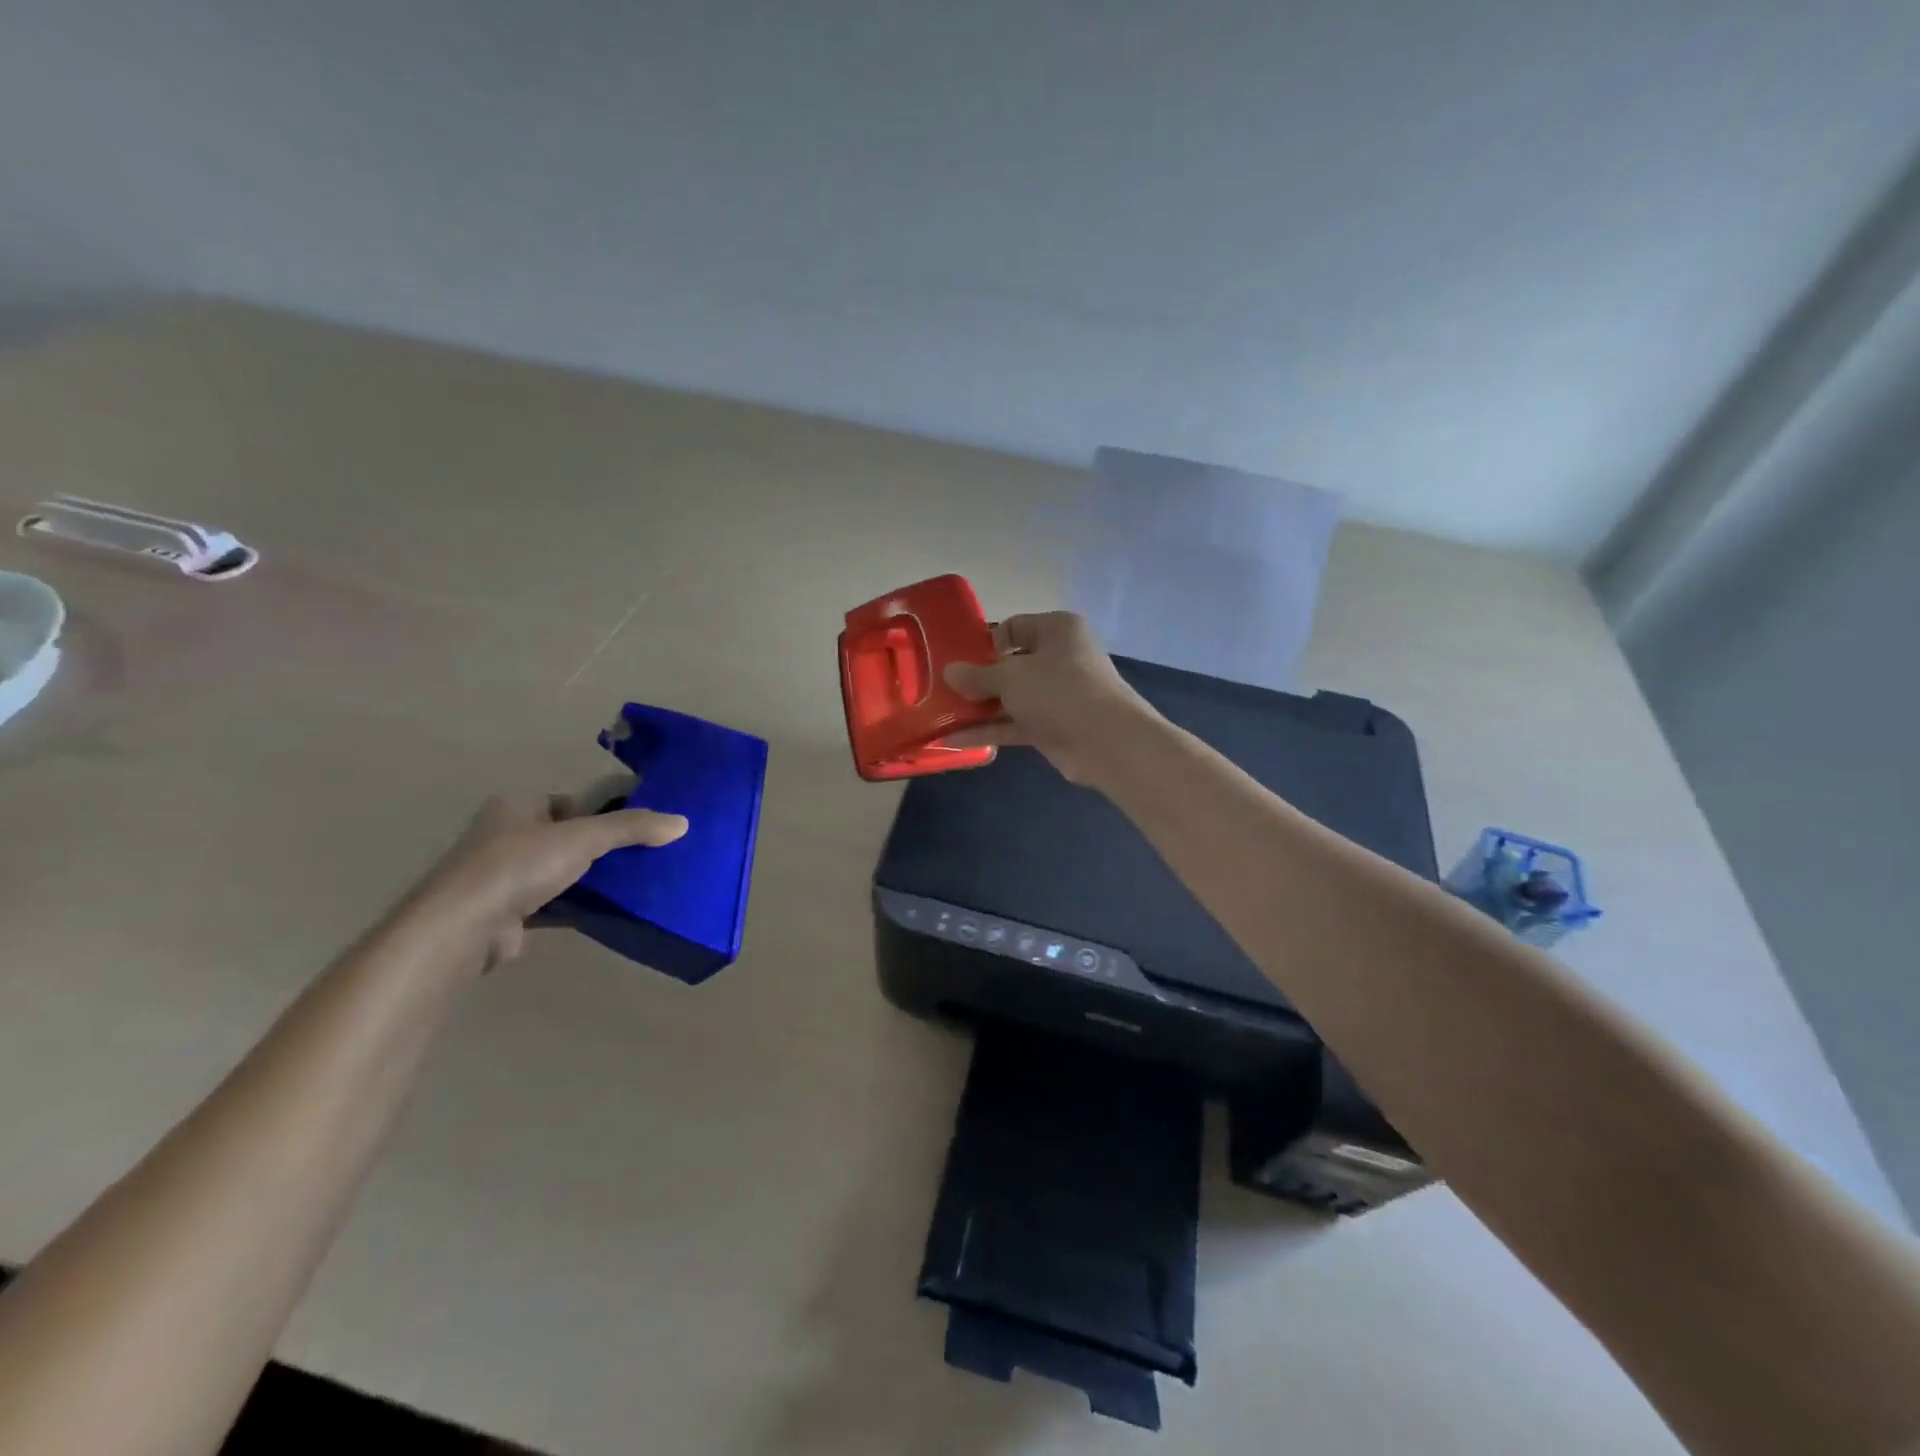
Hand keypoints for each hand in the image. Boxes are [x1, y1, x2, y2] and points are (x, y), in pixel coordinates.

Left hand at [413, 794, 688, 966]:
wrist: (461, 928)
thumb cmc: (518, 865)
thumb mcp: (584, 837)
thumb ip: (633, 827)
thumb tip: (684, 822)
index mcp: (518, 806)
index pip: (575, 800)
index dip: (609, 809)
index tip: (645, 823)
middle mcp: (507, 836)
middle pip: (571, 836)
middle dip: (606, 847)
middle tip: (649, 854)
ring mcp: (504, 877)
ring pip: (564, 872)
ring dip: (594, 879)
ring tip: (639, 882)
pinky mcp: (508, 913)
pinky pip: (555, 904)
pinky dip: (580, 906)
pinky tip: (612, 911)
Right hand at [942, 611, 1159, 784]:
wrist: (1106, 742)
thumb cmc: (1059, 691)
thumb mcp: (1011, 676)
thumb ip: (978, 675)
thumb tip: (950, 672)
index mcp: (1056, 630)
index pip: (1013, 627)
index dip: (985, 643)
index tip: (958, 661)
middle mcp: (1059, 658)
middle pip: (1011, 664)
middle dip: (978, 679)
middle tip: (943, 690)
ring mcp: (1057, 695)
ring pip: (1011, 697)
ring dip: (980, 707)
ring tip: (940, 716)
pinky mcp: (1053, 727)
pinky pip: (1015, 724)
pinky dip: (989, 730)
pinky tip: (955, 740)